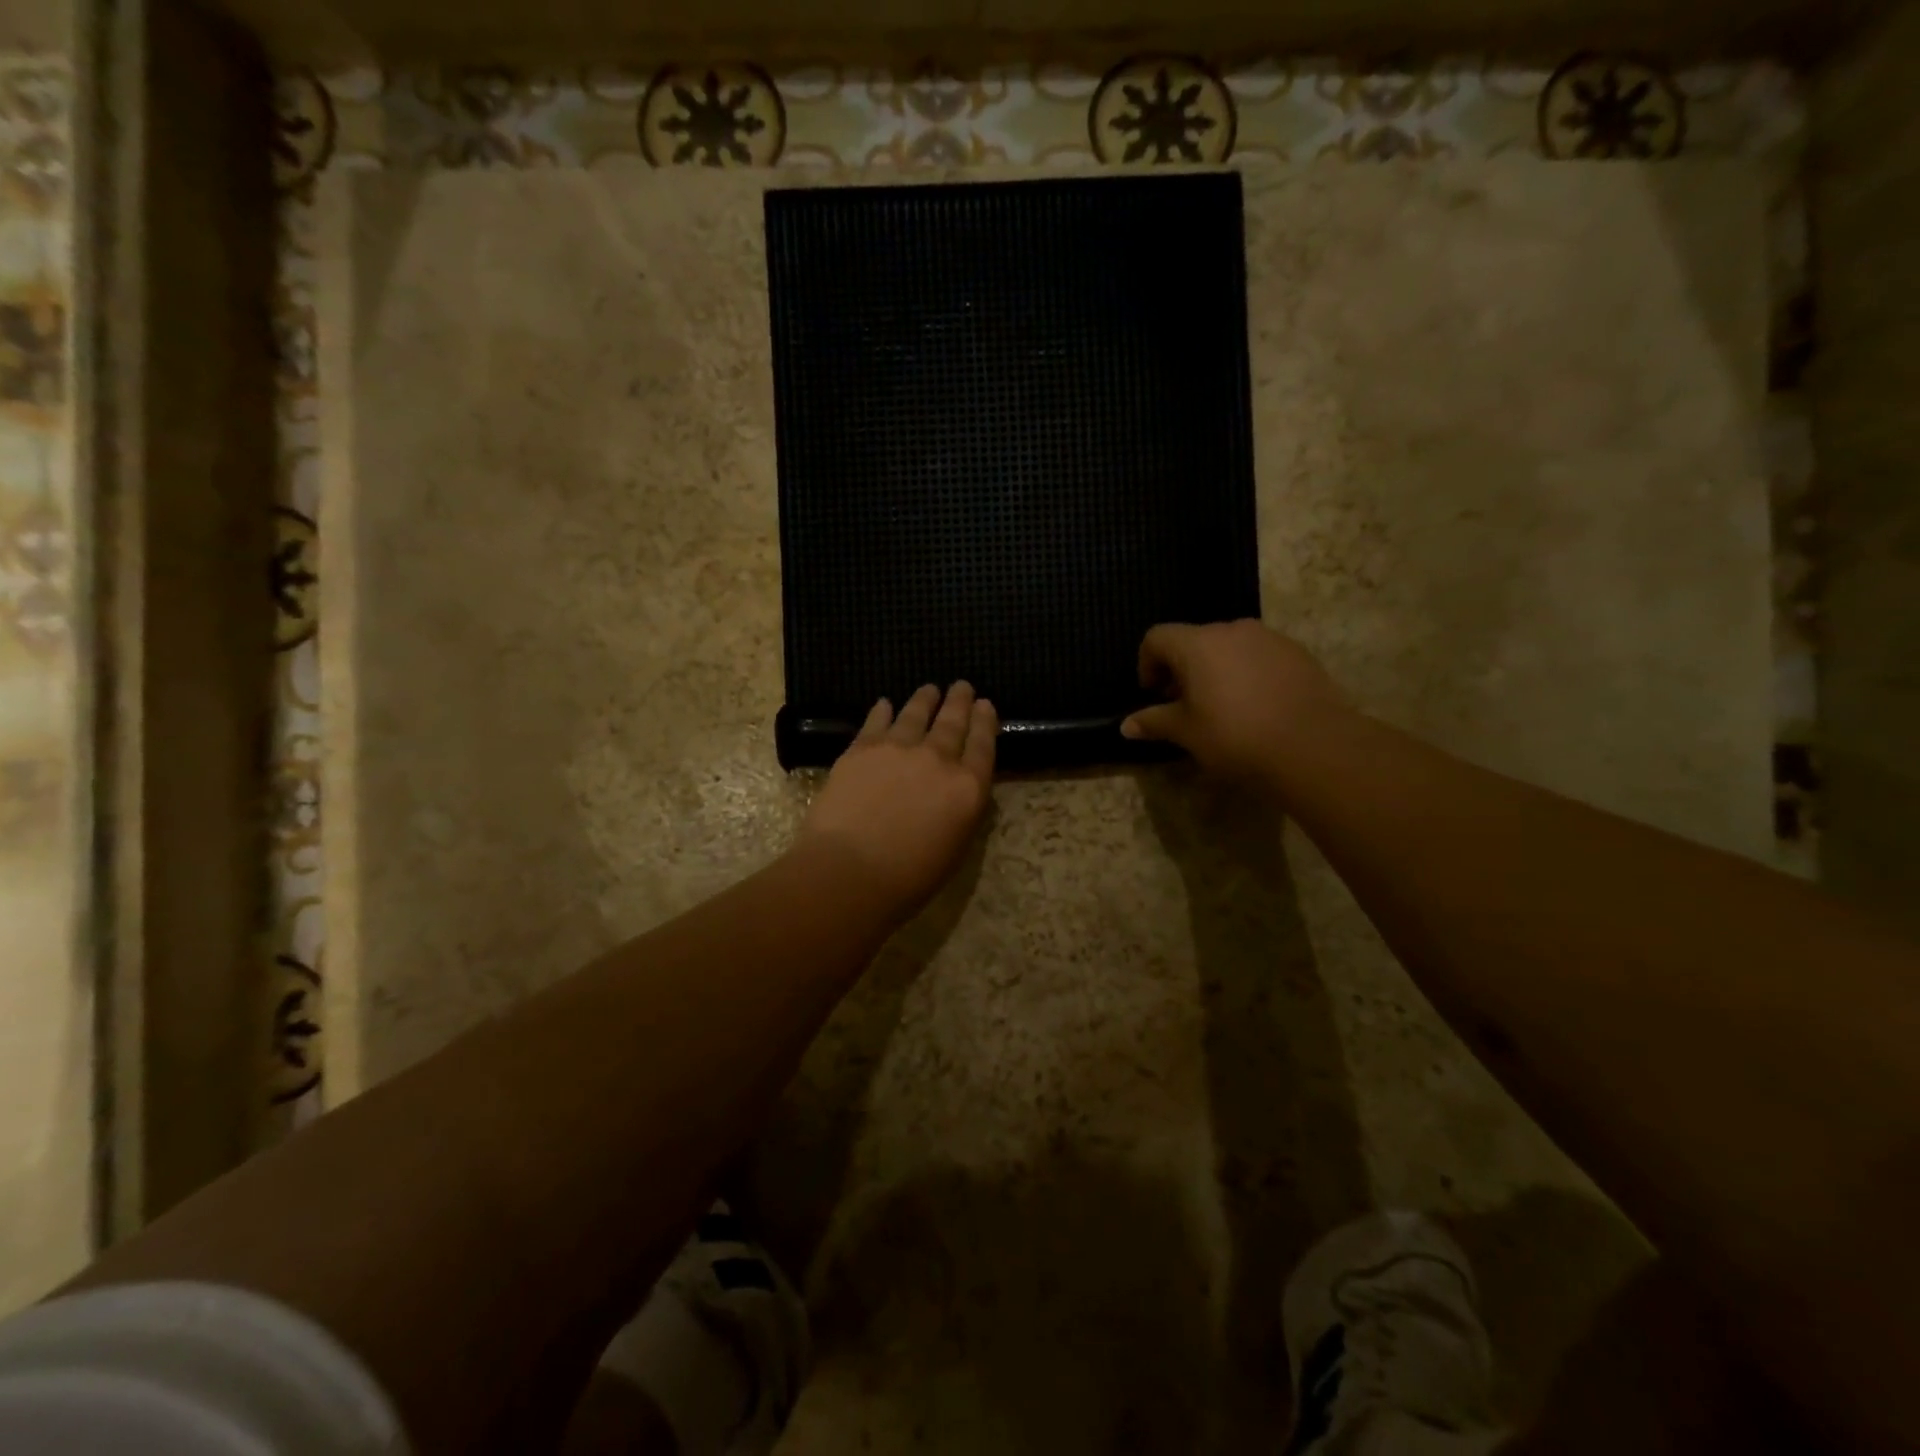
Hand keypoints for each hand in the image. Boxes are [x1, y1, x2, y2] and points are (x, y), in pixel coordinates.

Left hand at [796, 682, 997, 915]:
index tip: (985, 704)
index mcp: (968, 788)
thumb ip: (961, 812)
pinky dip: (883, 711)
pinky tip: (885, 704)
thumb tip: (959, 790)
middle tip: (962, 686)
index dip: (985, 721)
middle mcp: (938, 759)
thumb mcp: (955, 849)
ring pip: (916, 714)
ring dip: (925, 699)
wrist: (848, 871)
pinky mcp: (861, 749)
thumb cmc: (908, 878)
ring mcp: (898, 749)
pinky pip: (877, 722)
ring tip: (929, 689)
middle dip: (959, 701)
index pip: (983, 745)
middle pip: (953, 722)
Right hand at [1120, 620, 1348, 779]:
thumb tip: (1126, 725)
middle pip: (1194, 639)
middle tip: (1184, 704)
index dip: (1147, 664)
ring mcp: (1269, 638)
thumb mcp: (1187, 732)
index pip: (1157, 637)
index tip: (1154, 695)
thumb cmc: (1235, 736)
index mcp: (1197, 643)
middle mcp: (1232, 630)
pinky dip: (1247, 673)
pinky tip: (1256, 706)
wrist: (1313, 745)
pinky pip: (1259, 656)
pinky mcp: (1298, 653)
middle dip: (1182, 668)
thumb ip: (1154, 722)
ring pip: (1229, 647)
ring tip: (1222, 706)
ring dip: (1216, 669)